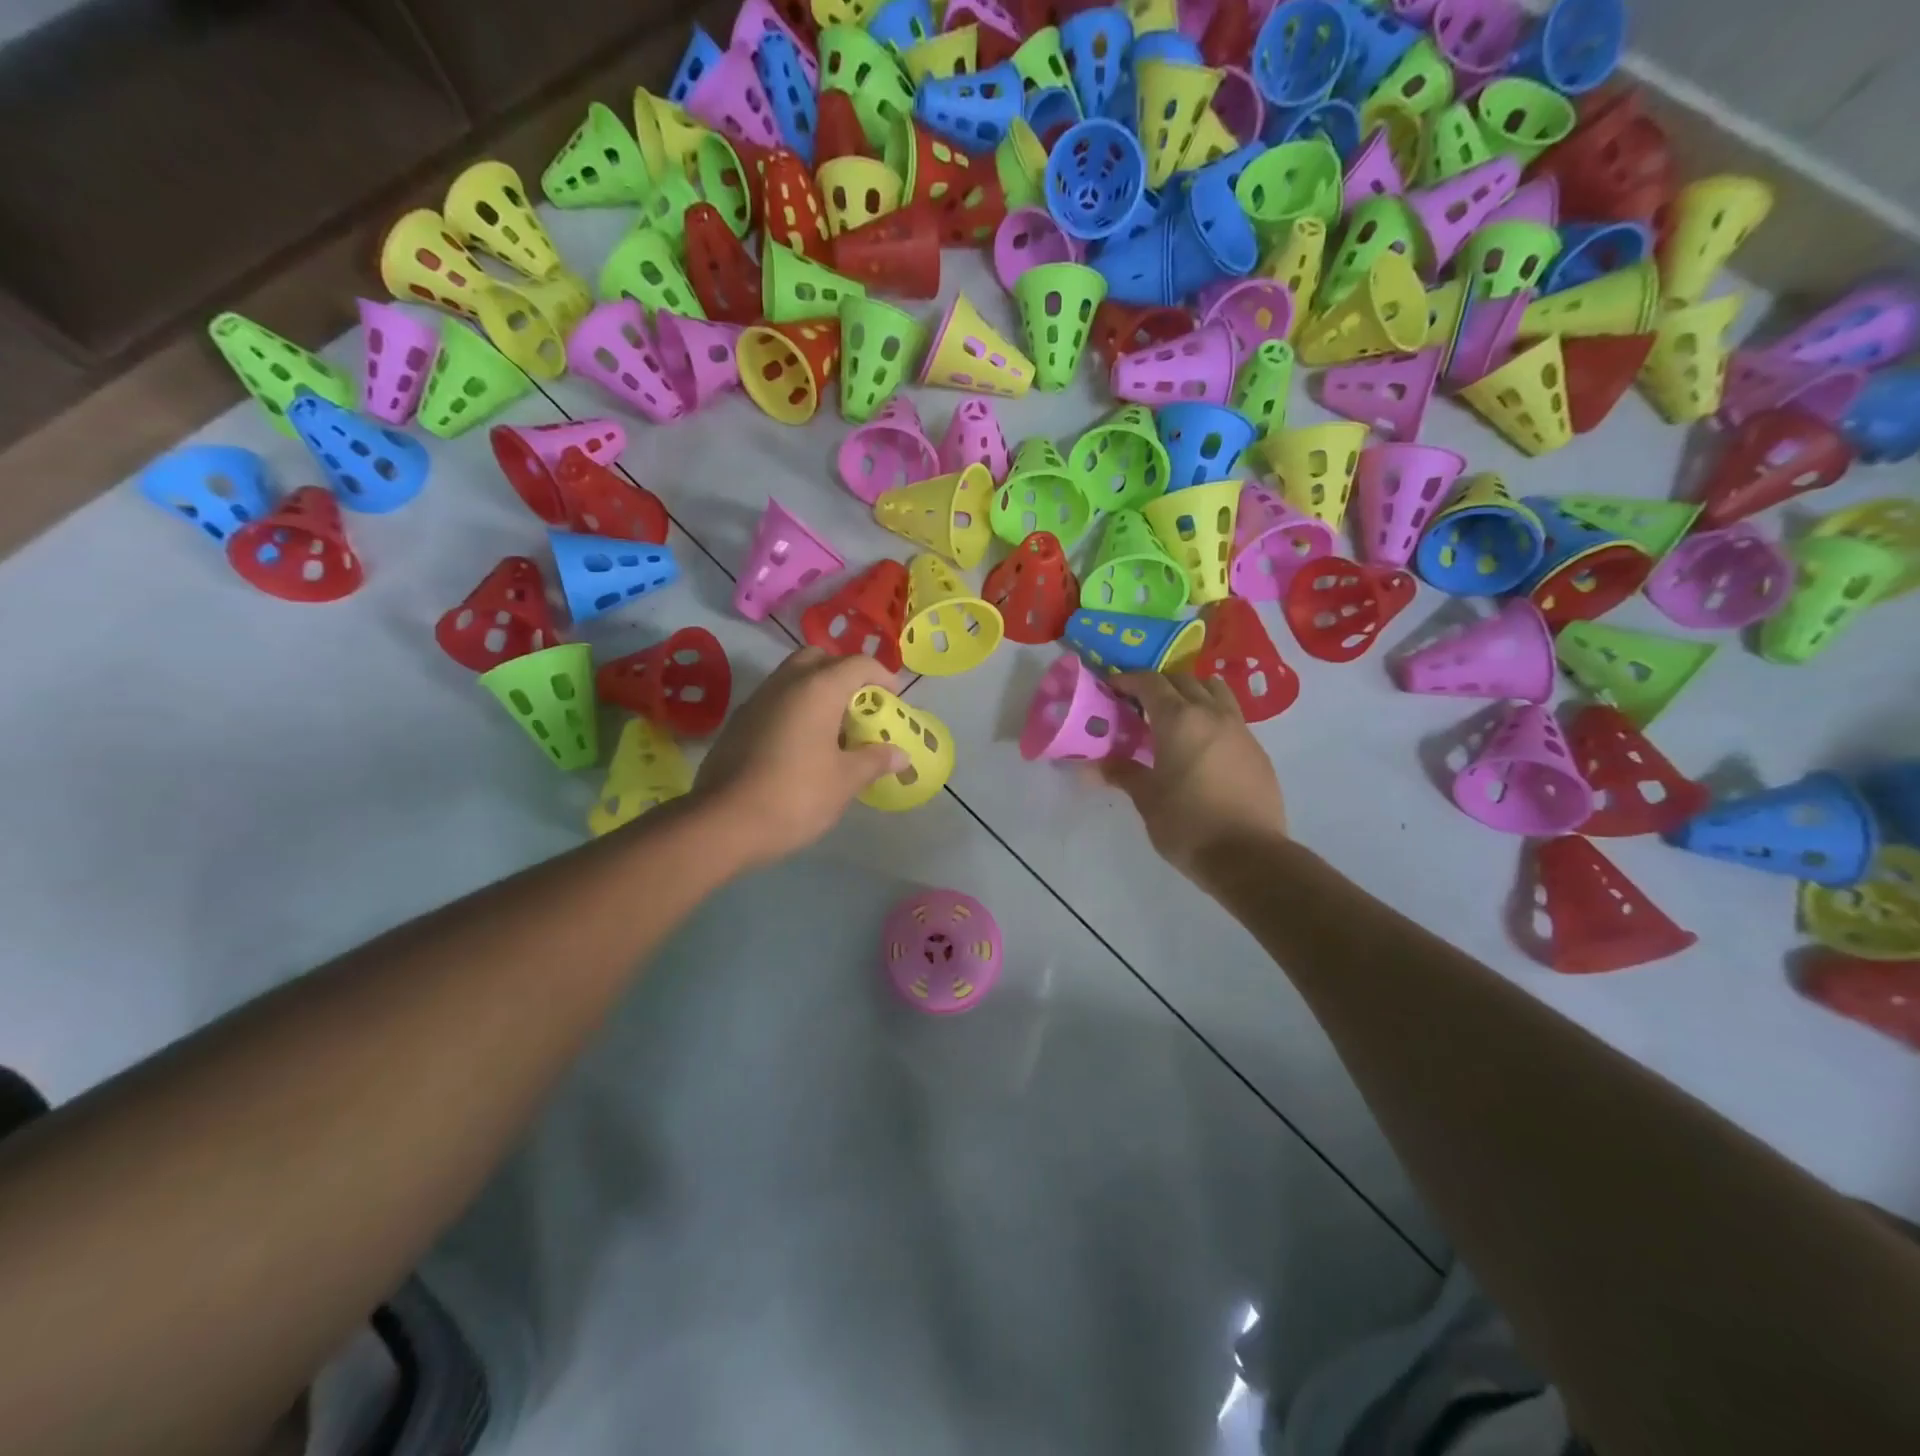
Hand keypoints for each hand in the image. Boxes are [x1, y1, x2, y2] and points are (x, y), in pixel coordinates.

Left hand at [691, 647, 908, 867]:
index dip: (882, 676)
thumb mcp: (845, 781)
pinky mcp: (738, 723)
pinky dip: (794, 709)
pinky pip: (774, 701)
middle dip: (844, 675)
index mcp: (817, 689)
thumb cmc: (796, 796)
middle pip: (819, 659)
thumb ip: (875, 760)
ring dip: (817, 691)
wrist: (723, 823)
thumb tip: (901, 755)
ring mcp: (756, 701)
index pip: (857, 664)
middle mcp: (785, 683)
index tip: (894, 699)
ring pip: (792, 678)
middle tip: (859, 706)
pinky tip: (802, 746)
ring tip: (834, 729)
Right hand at [1101, 671, 1286, 882]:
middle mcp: (1212, 714)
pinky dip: (1211, 717)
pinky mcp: (1257, 750)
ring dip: (1191, 693)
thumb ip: (1122, 773)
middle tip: (1138, 705)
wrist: (1248, 856)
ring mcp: (1240, 730)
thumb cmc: (1188, 824)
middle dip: (1158, 685)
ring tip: (1174, 717)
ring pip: (1214, 692)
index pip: (1150, 682)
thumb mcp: (1147, 799)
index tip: (1111, 687)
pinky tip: (1200, 746)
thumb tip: (1095, 765)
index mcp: (1179, 720)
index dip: (1127, 679)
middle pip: (1183, 680)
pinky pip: (1230, 717)